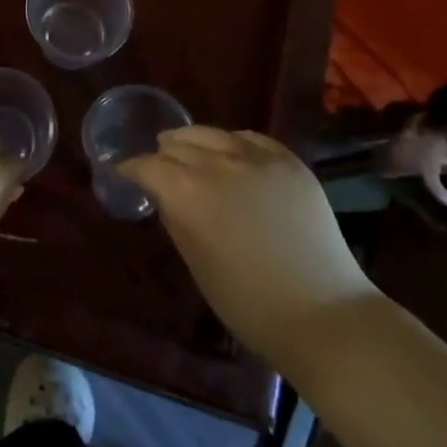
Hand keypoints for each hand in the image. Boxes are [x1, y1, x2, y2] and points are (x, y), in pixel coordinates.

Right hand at [119, 126, 375, 372]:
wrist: (321, 313)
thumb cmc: (247, 302)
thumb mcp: (195, 261)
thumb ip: (175, 217)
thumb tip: (165, 195)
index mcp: (186, 191)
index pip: (147, 166)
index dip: (132, 169)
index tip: (125, 173)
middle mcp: (216, 163)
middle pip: (177, 144)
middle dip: (162, 154)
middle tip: (158, 166)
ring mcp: (256, 157)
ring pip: (212, 133)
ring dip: (194, 141)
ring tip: (188, 149)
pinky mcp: (288, 161)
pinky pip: (250, 138)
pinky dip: (233, 142)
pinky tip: (231, 151)